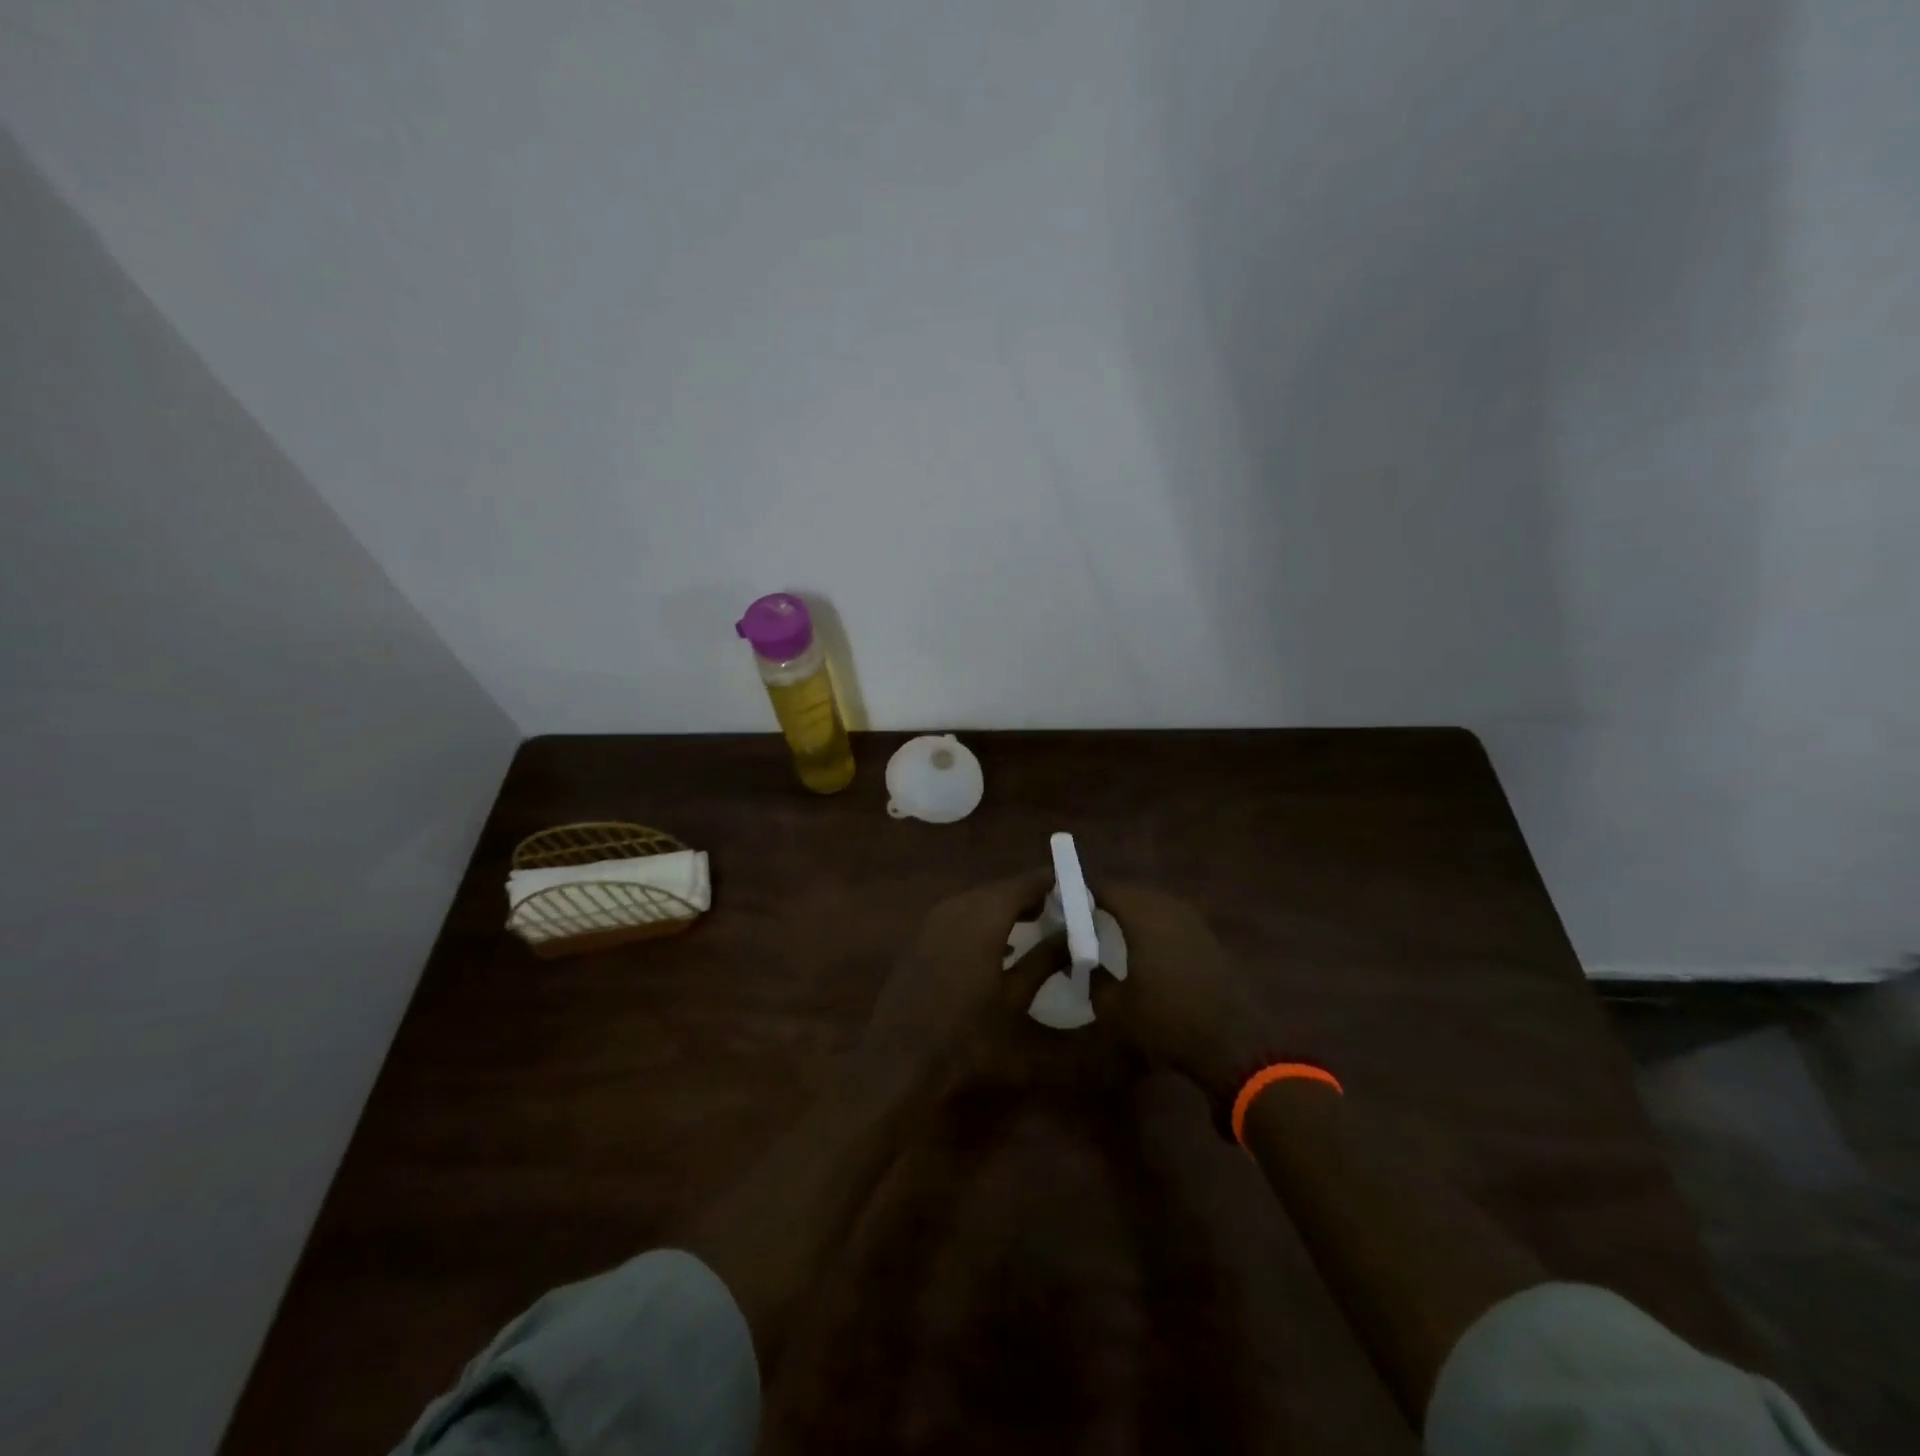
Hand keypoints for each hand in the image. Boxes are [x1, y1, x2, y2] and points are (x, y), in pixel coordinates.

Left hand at [854, 869, 1065, 1088]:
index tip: (1079, 893)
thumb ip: (1045, 962)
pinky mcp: (920, 938)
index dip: (1052, 884)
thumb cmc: (966, 1036)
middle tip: (1063, 910)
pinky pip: (960, 916)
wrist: (899, 1061)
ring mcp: (933, 921)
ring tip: (1039, 925)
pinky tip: (1001, 945)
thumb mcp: (1016, 1001)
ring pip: (978, 901)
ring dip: (1007, 909)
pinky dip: (984, 921)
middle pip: (1000, 889)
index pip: (1024, 883)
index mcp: (982, 915)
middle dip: (1031, 896)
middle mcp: (956, 906)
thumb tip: (1073, 936)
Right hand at [1089, 881, 1281, 1106]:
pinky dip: (1152, 928)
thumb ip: (1090, 977)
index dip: (1080, 895)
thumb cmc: (1167, 1021)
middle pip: (1130, 893)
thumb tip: (1077, 961)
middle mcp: (1169, 908)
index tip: (1061, 909)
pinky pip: (1171, 921)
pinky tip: (1143, 951)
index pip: (1104, 889)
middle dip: (1105, 903)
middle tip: (1083, 922)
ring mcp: (1194, 922)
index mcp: (1143, 914)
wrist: (1235, 1044)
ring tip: (1109, 935)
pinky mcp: (1209, 940)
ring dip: (1131, 915)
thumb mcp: (1114, 1008)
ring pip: (1153, 906)